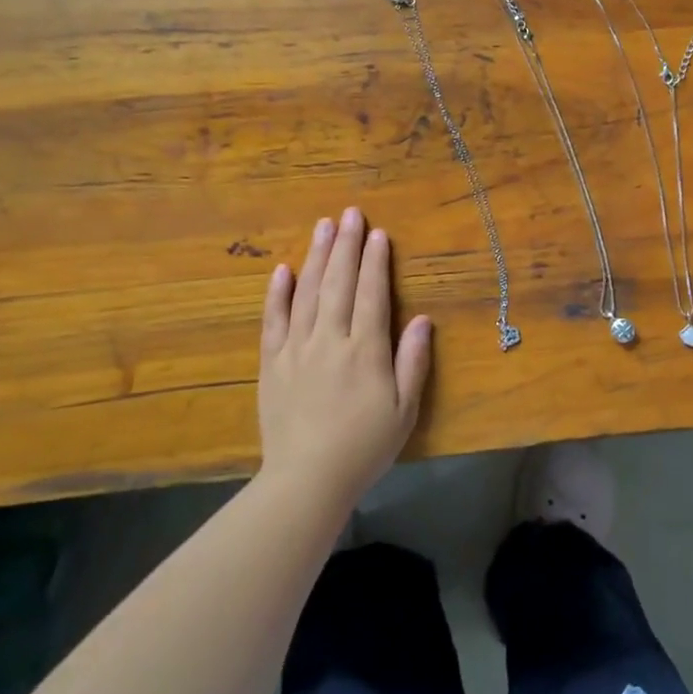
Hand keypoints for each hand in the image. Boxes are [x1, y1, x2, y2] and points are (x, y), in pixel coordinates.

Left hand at [258, 208, 431, 511]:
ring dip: (315, 257)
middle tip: (350, 214)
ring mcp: (296, 349)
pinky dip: (277, 293)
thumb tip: (421, 319)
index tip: (378, 233)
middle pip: (338, 283)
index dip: (375, 262)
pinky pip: (273, 320)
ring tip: (322, 226)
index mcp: (365, 351)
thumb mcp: (404, 410)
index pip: (371, 294)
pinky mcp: (271, 363)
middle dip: (346, 245)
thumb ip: (413, 362)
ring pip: (306, 293)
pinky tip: (282, 270)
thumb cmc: (364, 447)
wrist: (307, 480)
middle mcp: (330, 340)